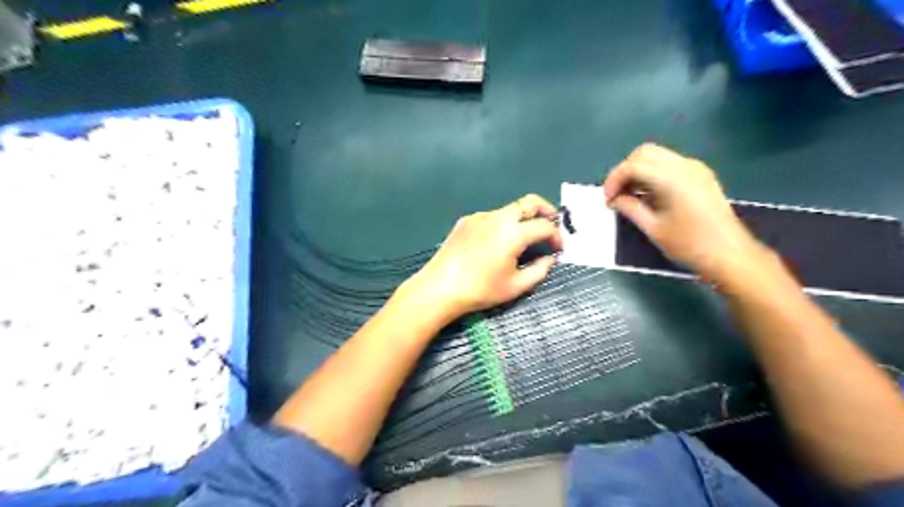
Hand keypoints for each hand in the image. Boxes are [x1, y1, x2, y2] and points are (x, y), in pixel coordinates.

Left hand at [398, 194, 562, 323]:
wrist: (439, 287)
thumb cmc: (480, 290)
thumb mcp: (516, 286)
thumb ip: (539, 270)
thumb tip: (550, 259)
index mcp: (513, 232)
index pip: (545, 226)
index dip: (556, 237)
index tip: (558, 249)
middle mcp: (498, 217)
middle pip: (529, 202)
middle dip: (545, 211)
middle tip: (551, 225)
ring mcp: (480, 216)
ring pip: (509, 209)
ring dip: (522, 219)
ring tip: (523, 239)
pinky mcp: (466, 220)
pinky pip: (491, 217)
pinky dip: (502, 224)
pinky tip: (496, 243)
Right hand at [603, 142, 764, 283]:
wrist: (730, 254)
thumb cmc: (689, 245)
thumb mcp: (653, 229)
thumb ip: (630, 208)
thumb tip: (614, 200)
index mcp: (672, 179)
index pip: (634, 165)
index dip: (614, 179)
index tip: (608, 200)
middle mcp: (685, 166)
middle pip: (644, 153)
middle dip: (625, 170)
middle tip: (616, 194)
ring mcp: (695, 168)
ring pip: (657, 156)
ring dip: (638, 170)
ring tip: (630, 196)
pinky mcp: (700, 175)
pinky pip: (669, 164)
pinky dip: (652, 173)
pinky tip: (648, 195)